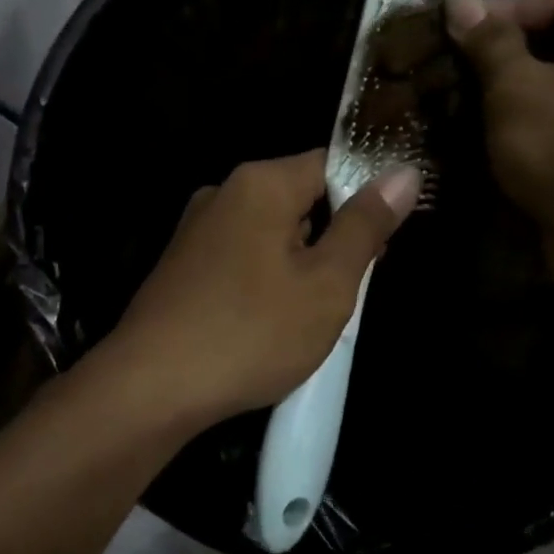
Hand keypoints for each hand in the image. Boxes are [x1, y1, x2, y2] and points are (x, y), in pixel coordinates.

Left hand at [92, 151, 419, 430]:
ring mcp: (195, 231)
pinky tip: (268, 324)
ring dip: (299, 266)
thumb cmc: (251, 333)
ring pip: (270, 235)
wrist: (150, 389)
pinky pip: (240, 259)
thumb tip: (403, 172)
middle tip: (352, 290)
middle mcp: (222, 194)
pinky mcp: (180, 267)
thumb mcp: (326, 284)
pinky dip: (264, 282)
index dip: (365, 198)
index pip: (330, 164)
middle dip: (332, 238)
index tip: (384, 243)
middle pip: (299, 200)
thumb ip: (365, 226)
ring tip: (311, 316)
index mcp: (260, 183)